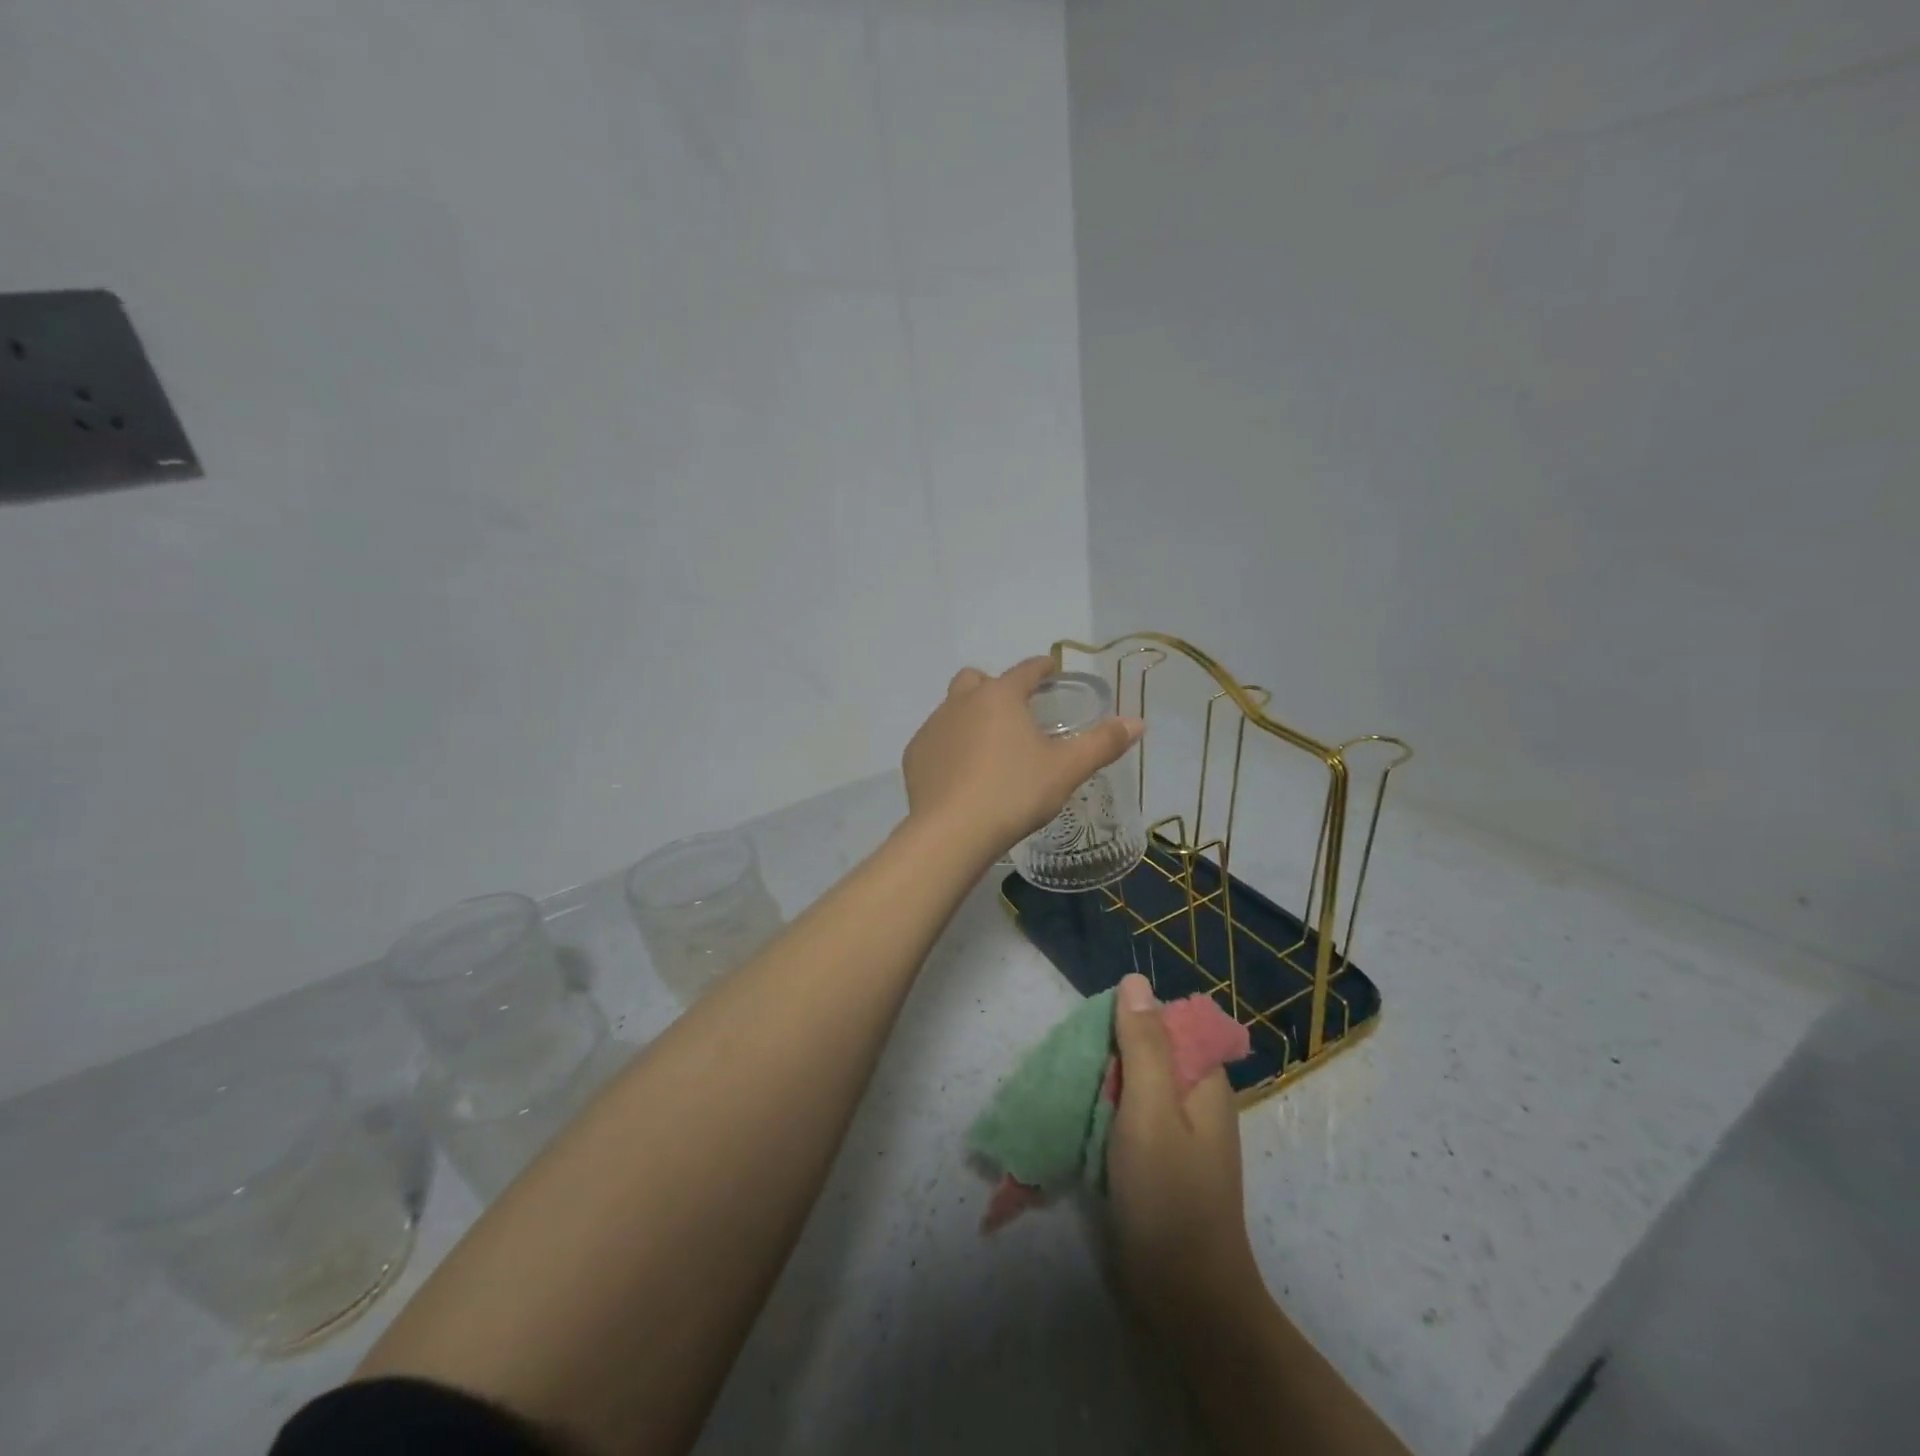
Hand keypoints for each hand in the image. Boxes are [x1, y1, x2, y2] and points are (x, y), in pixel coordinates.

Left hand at [901, 656, 1142, 862]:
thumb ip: (1102, 744)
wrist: (953, 832)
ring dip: (970, 716)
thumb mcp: (1066, 770)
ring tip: (989, 746)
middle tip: (1014, 711)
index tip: (1051, 669)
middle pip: (977, 680)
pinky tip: (961, 773)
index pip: (1026, 670)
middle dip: (995, 687)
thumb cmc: (1015, 793)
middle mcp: (961, 702)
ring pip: (952, 708)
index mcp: (1000, 696)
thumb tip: (1137, 723)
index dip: (1042, 667)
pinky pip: (935, 740)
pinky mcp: (914, 756)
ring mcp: (933, 727)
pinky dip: (949, 746)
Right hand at [1107, 973, 1259, 1329]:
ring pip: (1134, 1086)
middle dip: (1109, 1056)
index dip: (1128, 1021)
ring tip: (1070, 1095)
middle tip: (1075, 1072)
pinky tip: (1081, 1125)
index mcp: (1204, 1080)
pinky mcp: (1160, 1161)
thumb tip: (1134, 980)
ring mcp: (1179, 1133)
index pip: (1167, 1022)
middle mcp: (1196, 1100)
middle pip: (1148, 1052)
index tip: (1093, 1038)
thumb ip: (1143, 1044)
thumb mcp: (1150, 1110)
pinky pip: (1129, 1118)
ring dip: (1102, 1086)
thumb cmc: (1169, 1197)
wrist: (1187, 1300)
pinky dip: (1105, 1115)